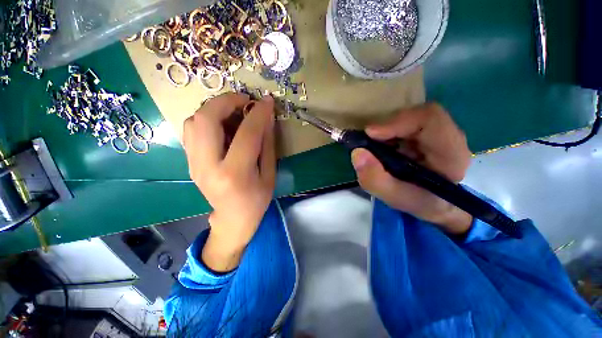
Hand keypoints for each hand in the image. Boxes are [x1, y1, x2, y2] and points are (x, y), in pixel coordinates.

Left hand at [183, 93, 275, 271]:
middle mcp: (208, 167)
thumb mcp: (269, 174)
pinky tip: (222, 124)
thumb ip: (267, 144)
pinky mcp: (189, 162)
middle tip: (244, 100)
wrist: (233, 218)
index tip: (267, 101)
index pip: (246, 134)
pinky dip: (206, 119)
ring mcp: (193, 164)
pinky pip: (191, 130)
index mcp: (235, 174)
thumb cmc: (257, 199)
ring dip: (214, 108)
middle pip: (206, 120)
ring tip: (234, 111)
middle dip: (226, 101)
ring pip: (193, 122)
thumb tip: (266, 117)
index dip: (258, 113)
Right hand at [351, 103, 472, 234]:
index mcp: (451, 152)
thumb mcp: (393, 197)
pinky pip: (404, 124)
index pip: (430, 119)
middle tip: (367, 142)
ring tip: (374, 149)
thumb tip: (357, 153)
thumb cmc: (419, 202)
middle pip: (416, 115)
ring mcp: (437, 132)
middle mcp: (448, 136)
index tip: (370, 134)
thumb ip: (375, 179)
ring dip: (385, 131)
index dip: (397, 121)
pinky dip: (387, 133)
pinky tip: (382, 148)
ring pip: (408, 118)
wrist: (433, 203)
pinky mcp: (425, 133)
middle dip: (386, 127)